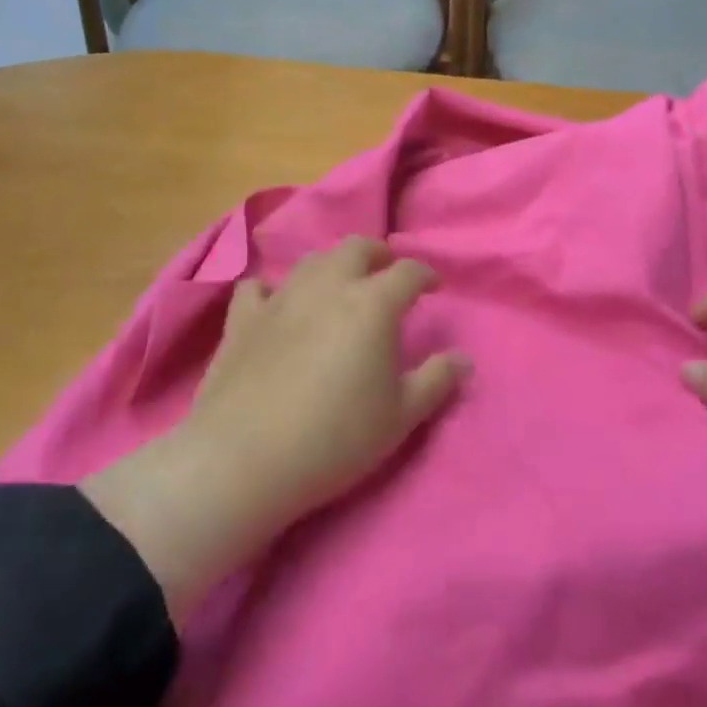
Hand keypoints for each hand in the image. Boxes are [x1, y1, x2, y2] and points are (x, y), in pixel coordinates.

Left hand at [187, 236, 469, 526]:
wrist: (245, 458)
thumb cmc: (336, 438)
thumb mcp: (400, 418)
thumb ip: (436, 381)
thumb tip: (463, 358)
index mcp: (372, 304)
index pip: (407, 272)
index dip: (424, 275)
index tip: (432, 287)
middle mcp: (327, 287)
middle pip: (356, 248)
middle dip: (377, 254)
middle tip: (386, 273)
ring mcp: (280, 298)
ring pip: (310, 261)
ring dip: (331, 266)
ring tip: (338, 287)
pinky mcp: (242, 319)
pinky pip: (257, 287)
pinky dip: (271, 290)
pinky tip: (275, 305)